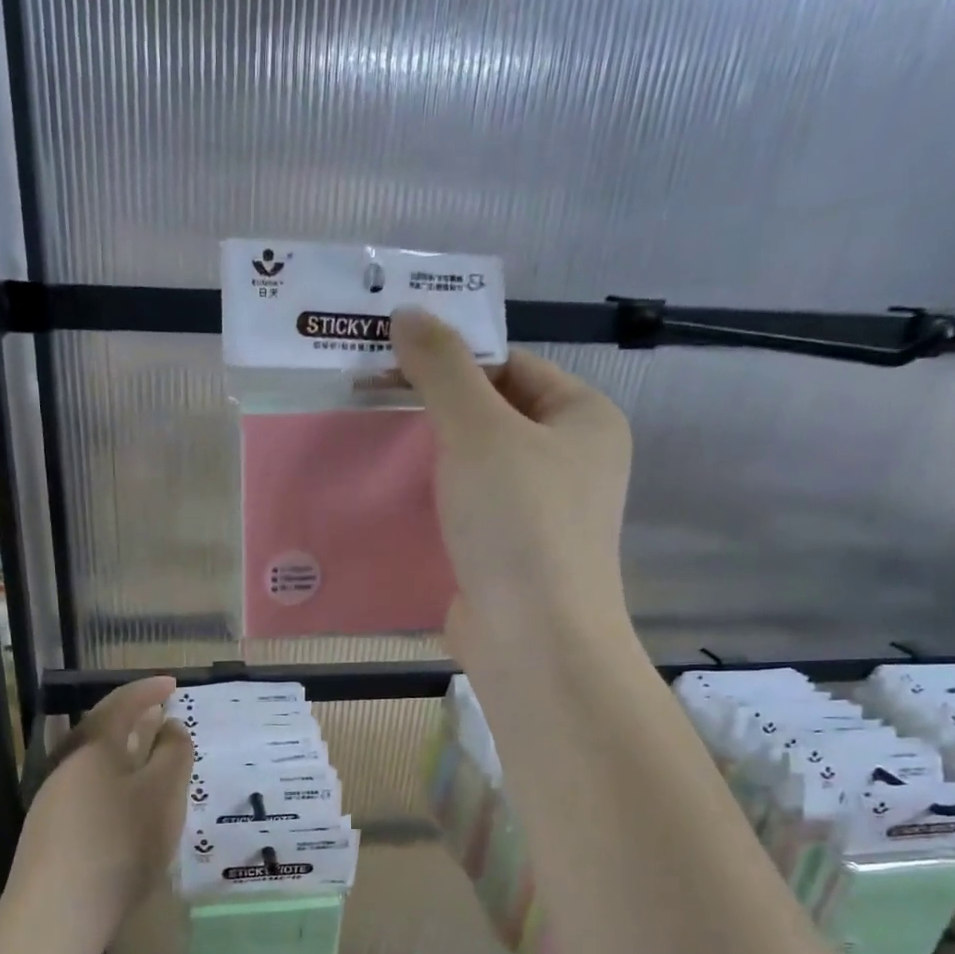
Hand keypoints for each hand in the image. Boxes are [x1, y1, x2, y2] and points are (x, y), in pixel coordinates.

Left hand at [6, 677, 190, 953]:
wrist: (58, 912)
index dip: (148, 690)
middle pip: (102, 732)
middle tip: (161, 716)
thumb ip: (173, 755)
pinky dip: (114, 785)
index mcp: (93, 747)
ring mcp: (53, 800)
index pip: (122, 703)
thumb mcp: (162, 794)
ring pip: (95, 765)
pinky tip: (127, 808)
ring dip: (124, 755)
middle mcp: (67, 765)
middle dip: (134, 720)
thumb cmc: (120, 843)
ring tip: (150, 760)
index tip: (173, 683)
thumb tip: (170, 727)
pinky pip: (89, 793)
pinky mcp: (51, 832)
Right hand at [391, 308, 634, 644]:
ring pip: (475, 472)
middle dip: (434, 414)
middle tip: (371, 405)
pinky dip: (433, 510)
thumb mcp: (478, 430)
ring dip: (429, 465)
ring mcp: (540, 517)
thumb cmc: (519, 523)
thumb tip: (409, 313)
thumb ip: (442, 369)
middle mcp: (569, 464)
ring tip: (371, 451)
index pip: (513, 366)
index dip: (455, 360)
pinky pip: (465, 517)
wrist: (533, 640)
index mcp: (583, 419)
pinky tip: (390, 506)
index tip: (392, 365)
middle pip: (493, 419)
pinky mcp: (508, 559)